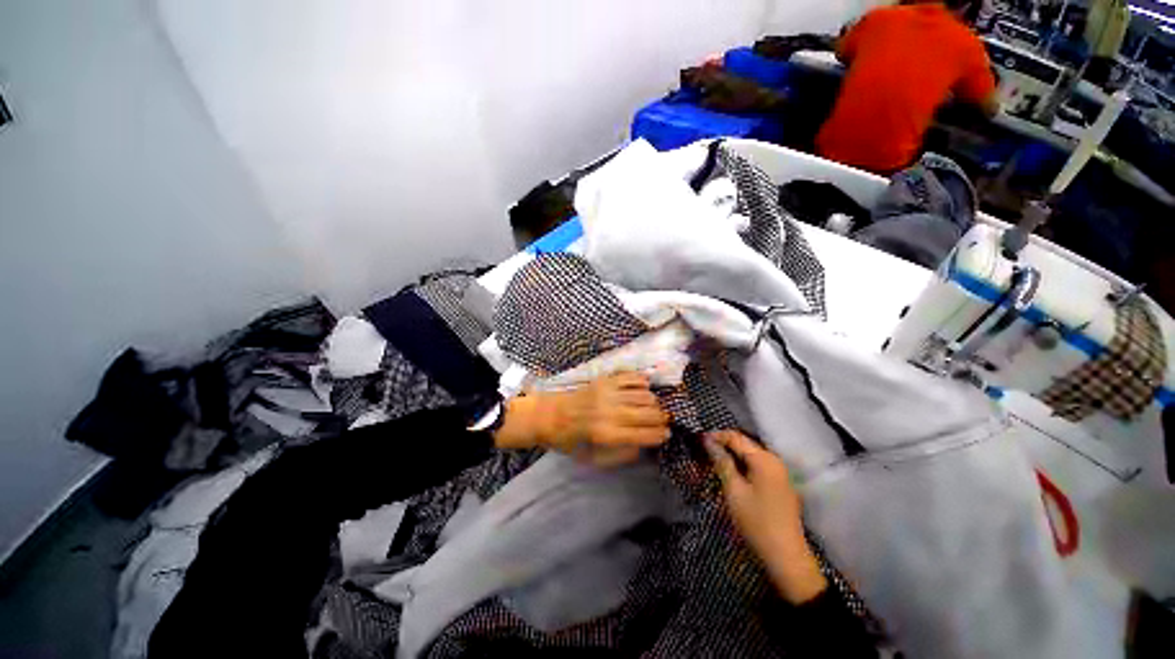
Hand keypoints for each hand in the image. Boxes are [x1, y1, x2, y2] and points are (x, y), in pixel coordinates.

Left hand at [494, 373, 670, 466]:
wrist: (549, 415)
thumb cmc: (570, 441)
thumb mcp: (593, 459)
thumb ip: (620, 455)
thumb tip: (643, 447)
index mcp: (607, 435)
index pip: (645, 434)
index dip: (660, 435)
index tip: (667, 435)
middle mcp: (611, 412)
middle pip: (649, 413)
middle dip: (662, 419)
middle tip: (664, 422)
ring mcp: (609, 393)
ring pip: (644, 395)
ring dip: (654, 403)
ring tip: (654, 408)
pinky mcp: (604, 381)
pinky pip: (631, 377)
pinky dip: (642, 382)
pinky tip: (644, 388)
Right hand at [705, 430, 826, 603]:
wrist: (786, 557)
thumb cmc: (756, 522)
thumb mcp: (733, 490)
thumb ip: (721, 462)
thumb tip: (708, 441)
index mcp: (764, 459)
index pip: (736, 437)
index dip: (716, 436)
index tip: (698, 441)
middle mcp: (774, 461)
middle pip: (744, 444)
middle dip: (723, 446)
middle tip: (703, 453)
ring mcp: (779, 473)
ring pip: (750, 456)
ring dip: (731, 457)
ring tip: (712, 464)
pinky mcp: (779, 485)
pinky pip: (756, 467)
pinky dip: (741, 467)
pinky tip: (729, 475)